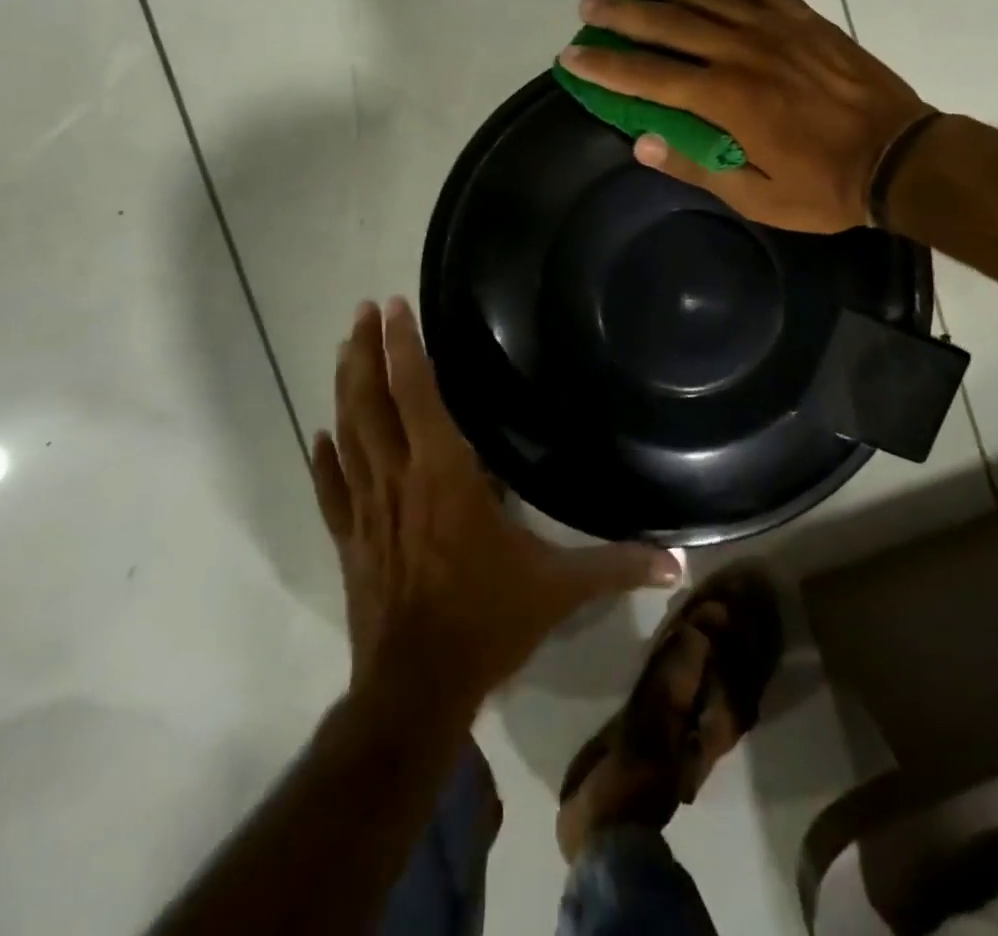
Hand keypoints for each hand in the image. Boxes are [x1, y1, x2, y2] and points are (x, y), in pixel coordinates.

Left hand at [310, 298, 682, 710]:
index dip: (404, 348)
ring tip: (344, 350)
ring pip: (347, 435)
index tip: (392, 307)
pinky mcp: (350, 541)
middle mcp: (399, 479)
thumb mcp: (559, 590)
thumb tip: (679, 561)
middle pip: (371, 403)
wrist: (415, 691)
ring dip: (344, 389)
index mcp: (445, 474)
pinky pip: (331, 490)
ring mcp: (368, 510)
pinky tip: (319, 436)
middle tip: (361, 311)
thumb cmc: (486, 622)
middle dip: (365, 353)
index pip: (417, 394)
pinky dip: (324, 460)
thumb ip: (617, 566)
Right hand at [558, 0, 933, 232]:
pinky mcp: (803, 18)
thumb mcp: (756, 197)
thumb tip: (643, 143)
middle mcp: (742, 52)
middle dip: (621, 15)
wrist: (898, 157)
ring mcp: (775, 28)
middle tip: (588, 7)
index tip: (571, 55)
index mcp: (726, 100)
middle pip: (668, 25)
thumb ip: (697, 167)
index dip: (605, 66)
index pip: (648, 77)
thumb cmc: (824, 187)